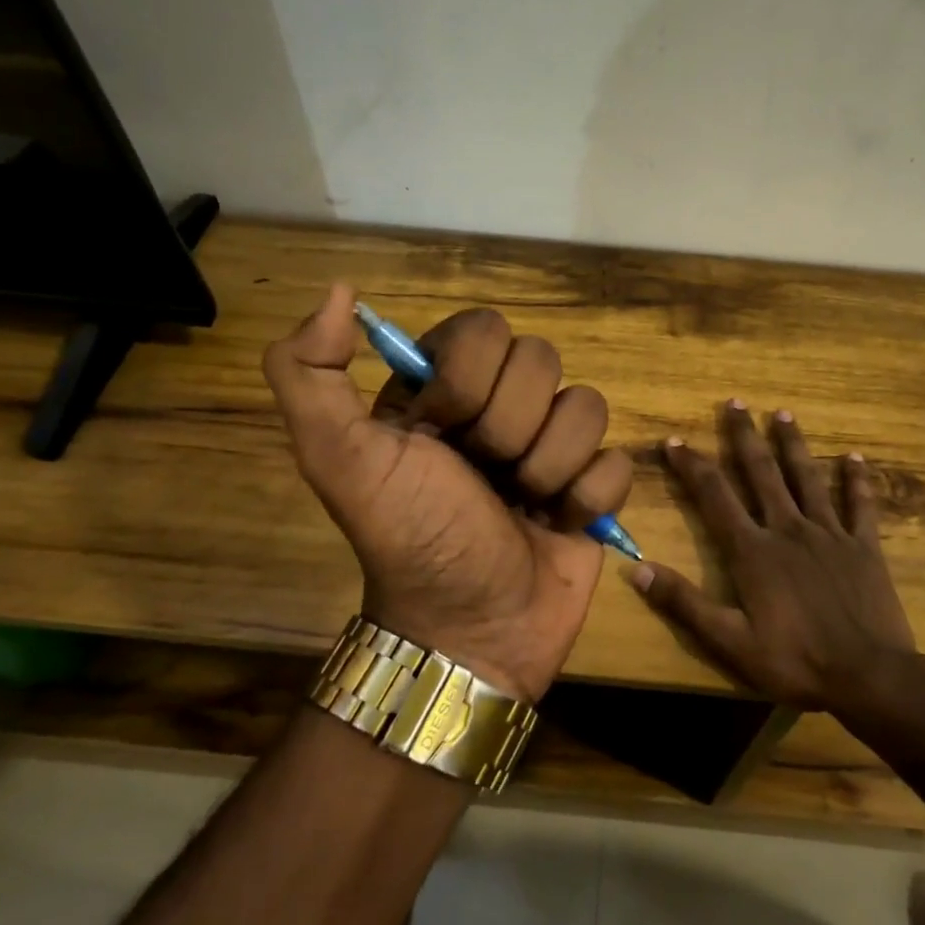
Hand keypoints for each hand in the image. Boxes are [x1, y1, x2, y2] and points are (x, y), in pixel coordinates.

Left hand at [263, 284, 632, 701]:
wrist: (469, 634)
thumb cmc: (409, 539)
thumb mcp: (338, 458)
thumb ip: (308, 372)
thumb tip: (340, 290)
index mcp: (444, 387)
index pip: (485, 328)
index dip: (470, 379)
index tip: (443, 432)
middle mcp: (500, 406)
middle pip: (542, 361)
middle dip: (510, 430)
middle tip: (484, 477)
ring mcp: (551, 445)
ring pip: (587, 406)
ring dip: (550, 468)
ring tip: (522, 507)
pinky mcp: (592, 487)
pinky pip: (617, 463)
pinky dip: (587, 499)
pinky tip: (558, 525)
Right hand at [626, 401, 914, 710]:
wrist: (870, 678)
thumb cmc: (796, 662)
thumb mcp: (730, 642)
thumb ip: (684, 603)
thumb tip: (636, 570)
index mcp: (753, 550)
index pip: (715, 496)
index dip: (692, 466)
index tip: (674, 440)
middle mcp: (788, 529)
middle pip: (761, 473)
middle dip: (744, 436)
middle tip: (735, 402)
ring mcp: (829, 533)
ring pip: (807, 478)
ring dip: (793, 444)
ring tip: (783, 414)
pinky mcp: (863, 546)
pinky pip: (860, 504)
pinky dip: (857, 479)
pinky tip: (856, 456)